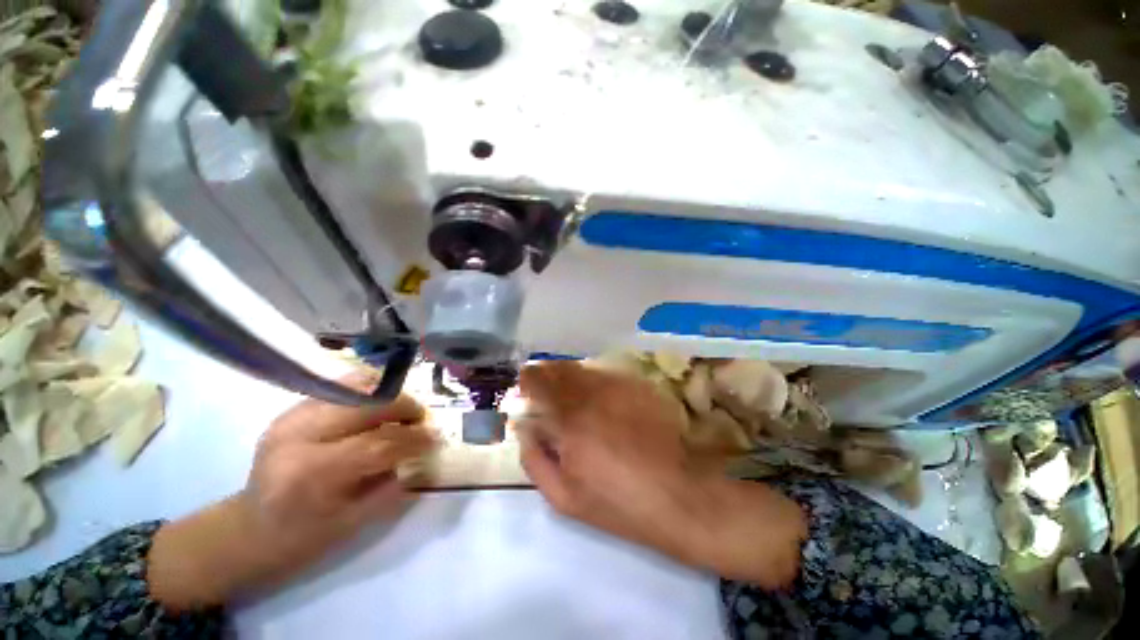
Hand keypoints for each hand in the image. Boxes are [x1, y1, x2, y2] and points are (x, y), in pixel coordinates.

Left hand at [148, 372, 434, 610]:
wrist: (247, 530)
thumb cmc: (300, 539)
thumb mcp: (351, 525)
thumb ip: (393, 487)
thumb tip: (424, 457)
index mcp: (312, 473)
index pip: (379, 444)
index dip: (415, 439)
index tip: (436, 438)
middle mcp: (299, 435)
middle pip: (368, 405)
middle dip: (405, 407)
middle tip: (421, 419)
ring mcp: (291, 417)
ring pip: (356, 389)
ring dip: (388, 397)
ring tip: (402, 411)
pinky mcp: (291, 410)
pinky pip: (339, 388)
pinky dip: (368, 391)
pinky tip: (379, 404)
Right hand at [518, 361, 805, 588]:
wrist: (677, 496)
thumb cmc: (617, 503)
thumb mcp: (564, 498)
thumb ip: (535, 460)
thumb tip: (524, 429)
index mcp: (569, 421)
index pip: (539, 385)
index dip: (528, 379)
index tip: (523, 382)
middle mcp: (592, 395)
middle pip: (561, 370)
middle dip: (546, 372)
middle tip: (542, 380)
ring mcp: (618, 388)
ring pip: (584, 368)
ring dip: (569, 372)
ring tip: (565, 382)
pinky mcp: (638, 387)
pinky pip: (607, 373)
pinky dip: (594, 377)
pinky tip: (596, 390)